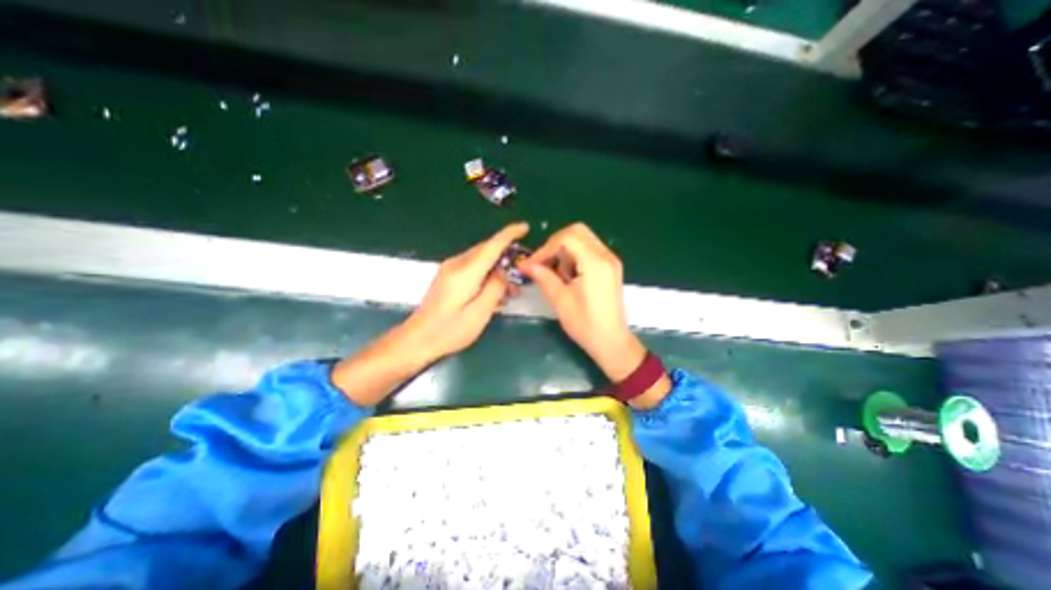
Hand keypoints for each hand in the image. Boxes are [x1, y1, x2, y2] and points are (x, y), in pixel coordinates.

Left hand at [403, 222, 534, 364]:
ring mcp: (450, 269)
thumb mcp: (480, 313)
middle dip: (507, 256)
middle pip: (487, 250)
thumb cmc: (450, 330)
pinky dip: (487, 275)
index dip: (510, 234)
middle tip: (523, 272)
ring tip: (511, 290)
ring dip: (497, 269)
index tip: (525, 227)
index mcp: (465, 272)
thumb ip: (495, 288)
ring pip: (481, 259)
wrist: (417, 339)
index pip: (492, 245)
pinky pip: (473, 267)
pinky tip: (494, 292)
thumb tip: (503, 271)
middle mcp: (456, 264)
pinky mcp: (448, 276)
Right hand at [521, 223, 643, 380]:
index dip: (546, 248)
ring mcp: (611, 260)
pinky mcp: (610, 267)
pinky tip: (568, 276)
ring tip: (556, 274)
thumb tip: (526, 264)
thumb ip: (543, 277)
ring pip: (583, 239)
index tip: (533, 264)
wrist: (612, 342)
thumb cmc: (586, 325)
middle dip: (555, 244)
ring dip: (565, 250)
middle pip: (577, 231)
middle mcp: (606, 256)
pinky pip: (589, 250)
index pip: (567, 237)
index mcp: (595, 263)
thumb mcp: (560, 301)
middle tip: (543, 263)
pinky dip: (575, 256)